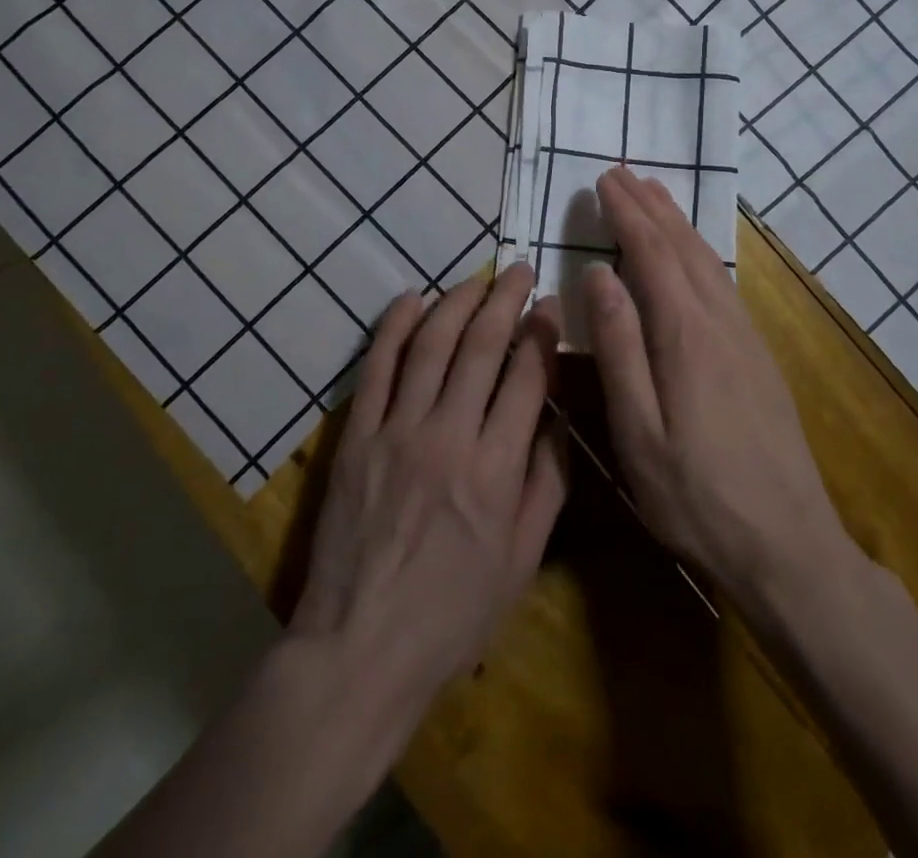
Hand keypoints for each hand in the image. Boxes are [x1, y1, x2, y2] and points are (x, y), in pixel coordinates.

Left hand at [289, 263, 568, 725]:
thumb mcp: (522, 561)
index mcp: (497, 470)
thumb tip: (559, 420)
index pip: (527, 378)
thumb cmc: (452, 614)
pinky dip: (394, 327)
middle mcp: (449, 437)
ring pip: (432, 346)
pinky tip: (412, 299)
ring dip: (457, 302)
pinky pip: (377, 368)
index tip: (550, 306)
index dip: (542, 334)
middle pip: (482, 348)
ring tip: (477, 278)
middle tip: (520, 270)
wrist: (360, 647)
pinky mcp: (357, 435)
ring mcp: (397, 431)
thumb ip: (547, 484)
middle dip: (506, 300)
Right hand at [584, 167, 852, 604]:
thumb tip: (598, 275)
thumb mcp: (638, 430)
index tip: (604, 180)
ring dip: (678, 222)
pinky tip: (694, 254)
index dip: (627, 214)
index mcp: (685, 334)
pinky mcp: (759, 356)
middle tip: (623, 172)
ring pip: (708, 261)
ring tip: (656, 193)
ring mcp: (746, 338)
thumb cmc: (696, 496)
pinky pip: (724, 282)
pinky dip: (701, 251)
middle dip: (650, 205)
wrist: (788, 546)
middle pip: (682, 247)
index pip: (651, 254)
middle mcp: (720, 322)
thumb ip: (618, 347)